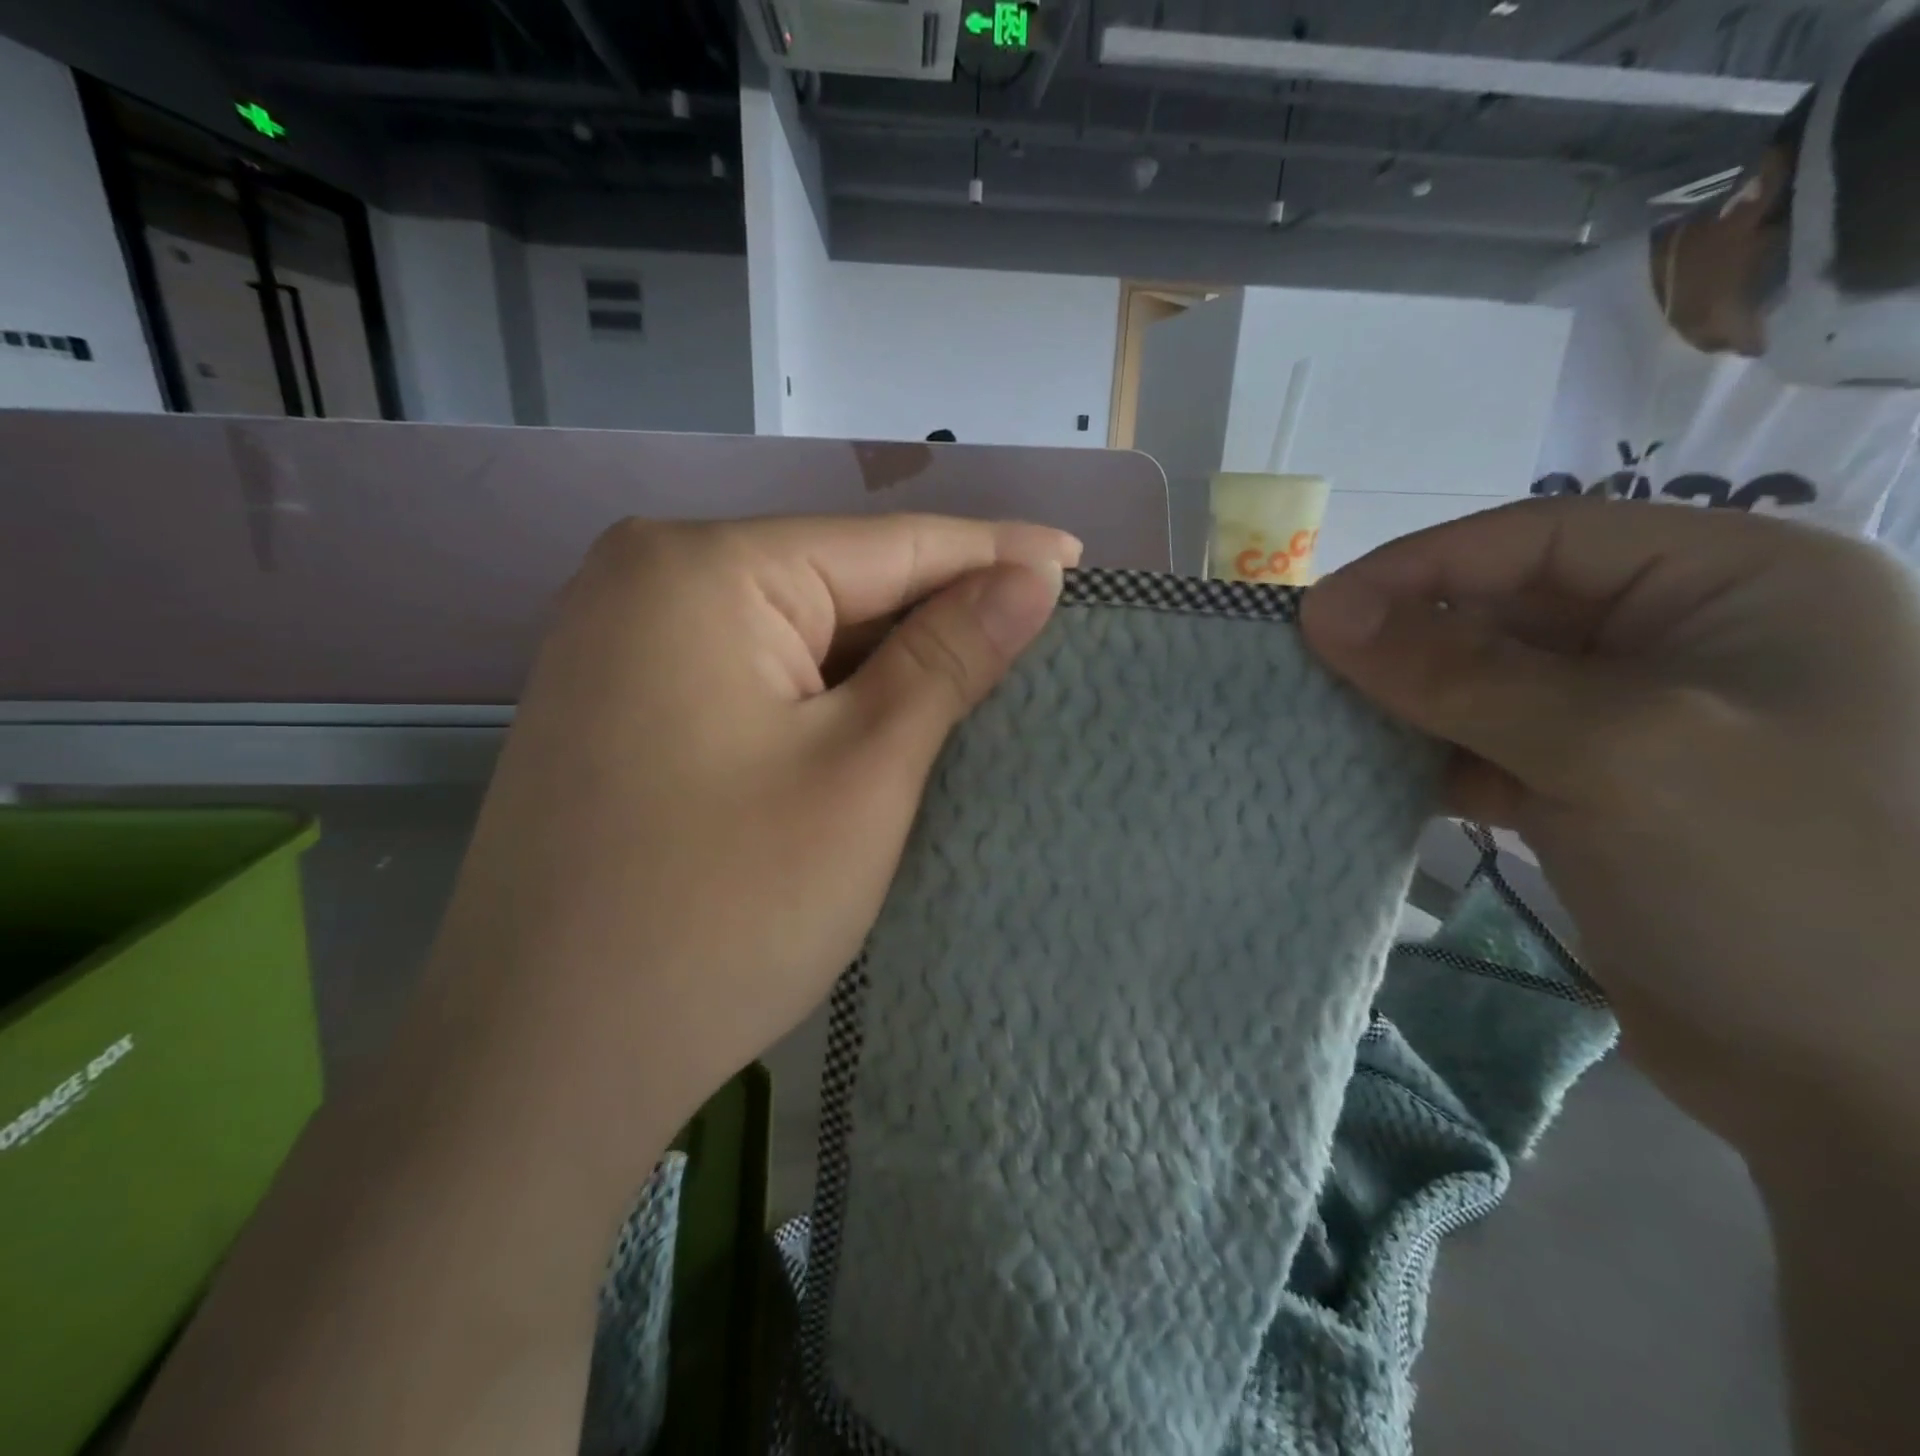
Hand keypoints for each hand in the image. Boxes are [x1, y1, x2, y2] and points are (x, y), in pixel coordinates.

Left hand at [124, 514, 1076, 1455]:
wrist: (539, 1062)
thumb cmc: (722, 912)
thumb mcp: (863, 771)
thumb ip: (948, 657)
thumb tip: (1030, 577)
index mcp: (701, 570)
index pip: (887, 545)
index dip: (993, 554)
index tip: (1077, 561)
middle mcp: (644, 581)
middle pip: (835, 580)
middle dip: (937, 610)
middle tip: (1042, 629)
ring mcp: (617, 645)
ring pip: (794, 629)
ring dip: (883, 657)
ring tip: (983, 669)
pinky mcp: (615, 707)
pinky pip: (749, 672)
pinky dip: (823, 691)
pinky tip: (879, 713)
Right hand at [1300, 498, 1919, 1154]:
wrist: (1850, 1078)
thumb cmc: (1770, 882)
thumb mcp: (1611, 751)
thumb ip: (1457, 672)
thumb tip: (1323, 613)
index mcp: (1734, 583)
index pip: (1538, 539)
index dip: (1417, 569)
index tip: (1316, 615)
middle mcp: (1685, 635)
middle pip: (1505, 609)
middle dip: (1404, 639)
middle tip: (1307, 668)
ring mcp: (1636, 716)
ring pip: (1485, 680)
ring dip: (1405, 699)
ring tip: (1324, 716)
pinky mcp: (1591, 785)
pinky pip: (1485, 743)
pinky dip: (1426, 755)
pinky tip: (1371, 770)